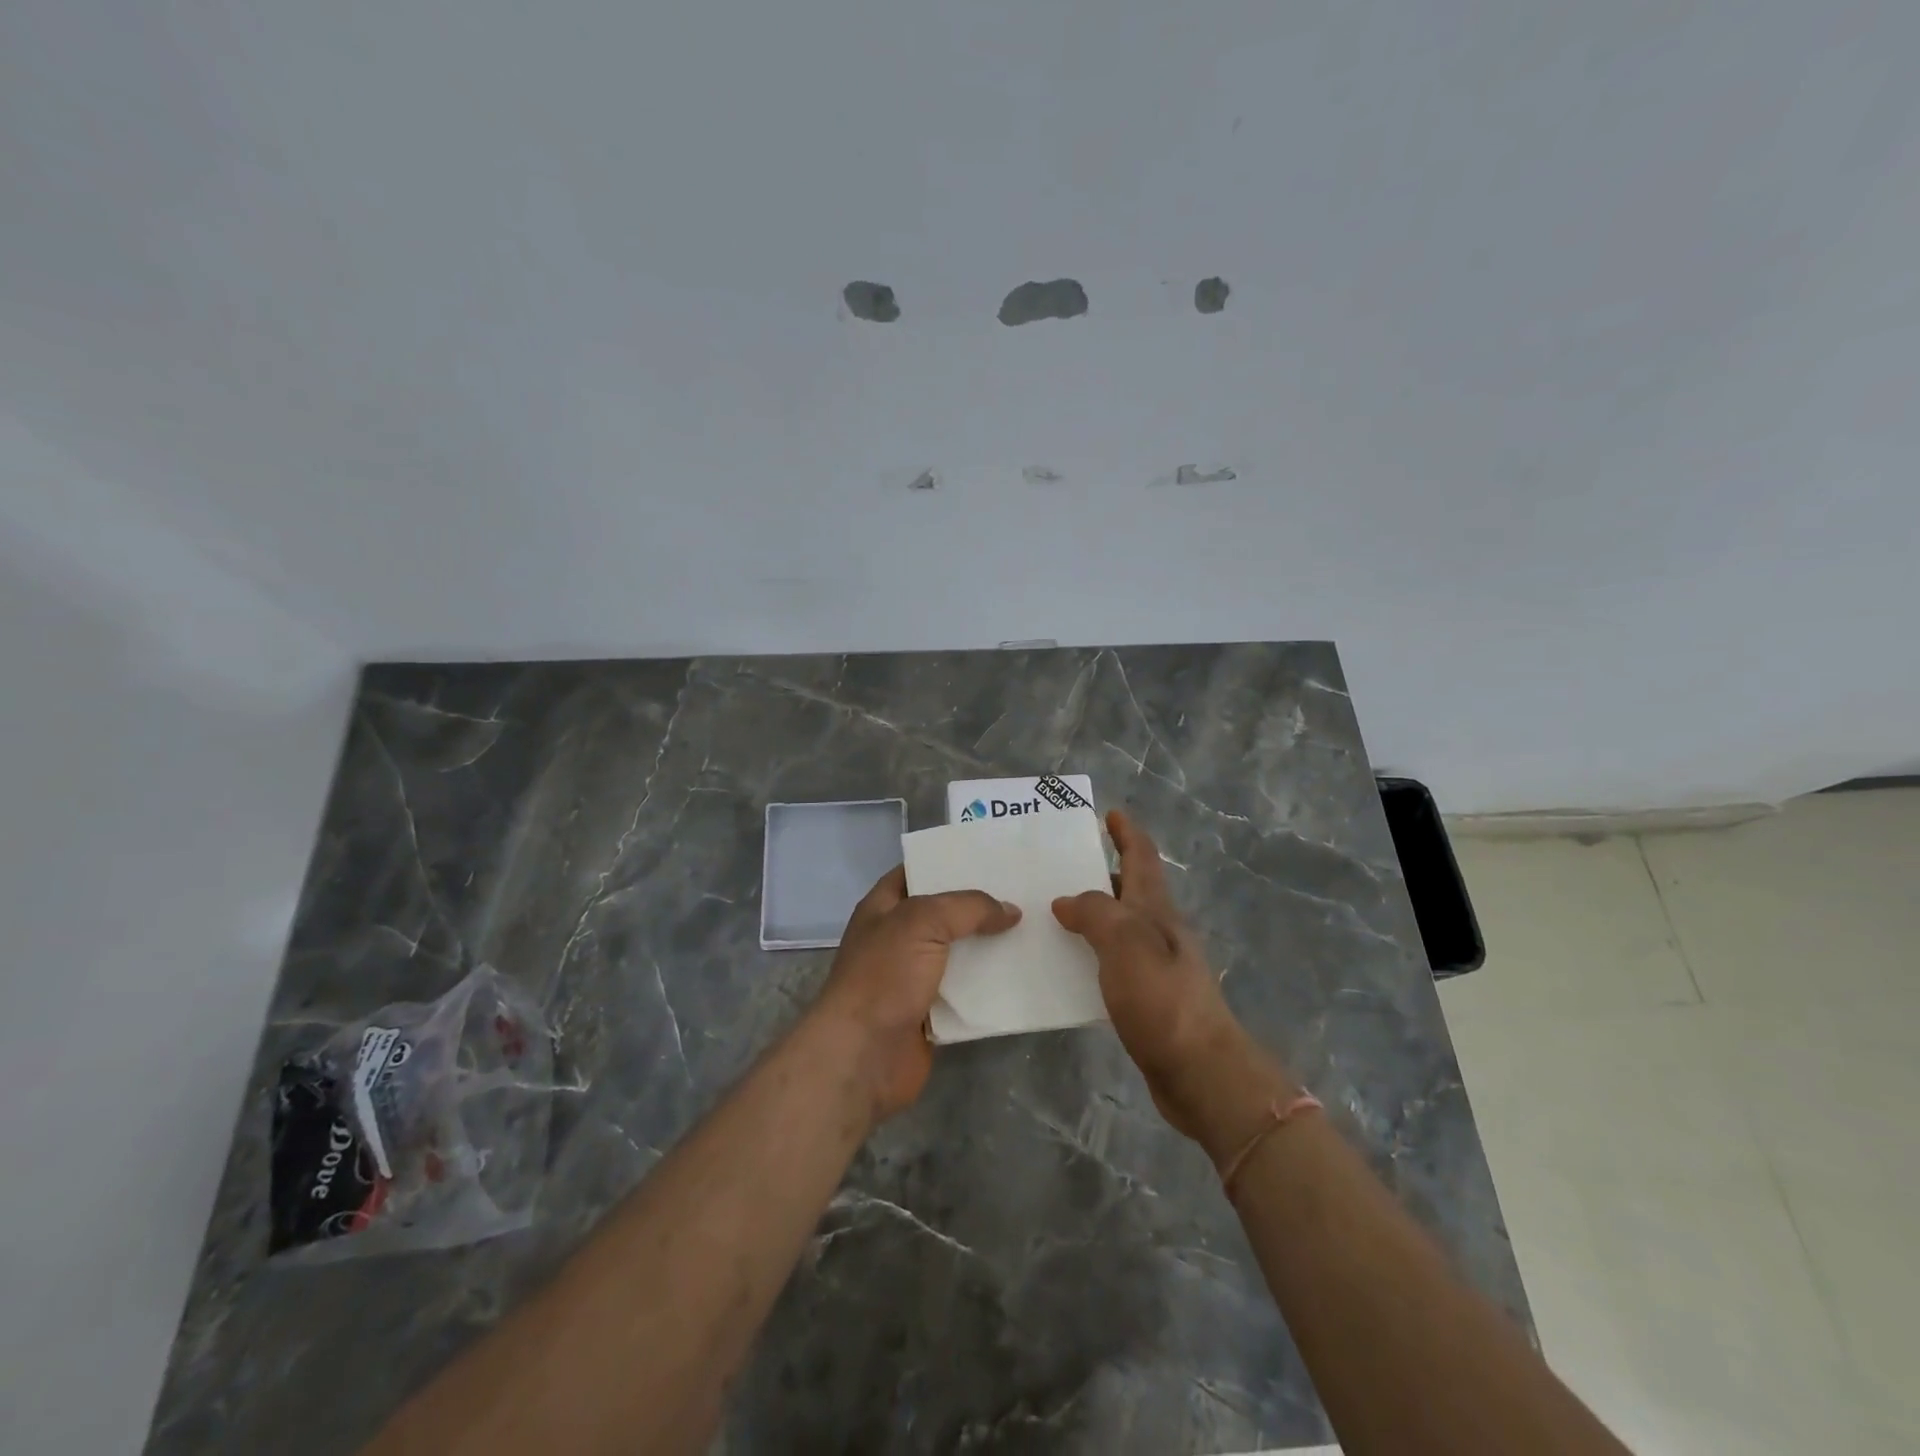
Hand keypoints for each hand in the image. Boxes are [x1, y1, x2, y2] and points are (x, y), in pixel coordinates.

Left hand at [811, 866, 1020, 1124]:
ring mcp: (913, 978)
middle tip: (1025, 892)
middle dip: (979, 906)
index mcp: (884, 908)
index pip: (917, 873)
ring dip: (989, 947)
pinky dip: (990, 986)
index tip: (991, 857)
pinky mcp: (931, 1013)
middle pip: (944, 914)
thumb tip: (1010, 910)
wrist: (863, 1055)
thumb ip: (968, 908)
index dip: (948, 861)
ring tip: (1034, 930)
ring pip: (959, 954)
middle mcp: (898, 939)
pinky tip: (1023, 974)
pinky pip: (966, 992)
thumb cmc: (884, 976)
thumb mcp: (922, 922)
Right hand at [1052, 810, 1250, 1139]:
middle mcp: (1159, 932)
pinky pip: (1112, 964)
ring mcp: (1157, 967)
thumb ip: (1095, 913)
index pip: (1142, 858)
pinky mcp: (1148, 1000)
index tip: (1109, 814)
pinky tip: (1067, 967)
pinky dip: (1091, 955)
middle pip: (1130, 890)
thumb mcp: (1125, 943)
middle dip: (1101, 872)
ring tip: (1051, 914)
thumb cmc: (1163, 999)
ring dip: (1092, 915)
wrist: (1201, 1072)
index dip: (1126, 834)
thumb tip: (1066, 901)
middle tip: (1060, 866)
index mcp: (1156, 910)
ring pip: (1119, 928)